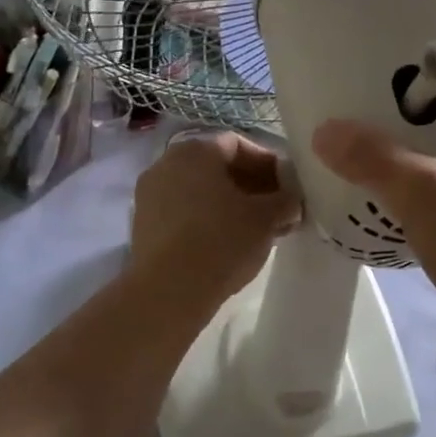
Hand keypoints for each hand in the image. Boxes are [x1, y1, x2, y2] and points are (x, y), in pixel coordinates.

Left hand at [128, 130, 300, 306]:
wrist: (169, 292)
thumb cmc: (222, 241)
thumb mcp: (267, 218)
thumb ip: (286, 201)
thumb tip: (292, 201)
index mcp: (196, 150)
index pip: (238, 144)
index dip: (267, 163)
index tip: (287, 187)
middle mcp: (167, 163)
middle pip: (217, 167)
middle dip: (250, 185)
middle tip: (275, 208)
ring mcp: (150, 193)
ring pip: (199, 190)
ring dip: (230, 203)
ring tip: (256, 229)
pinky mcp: (142, 224)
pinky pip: (183, 210)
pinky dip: (207, 218)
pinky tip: (228, 242)